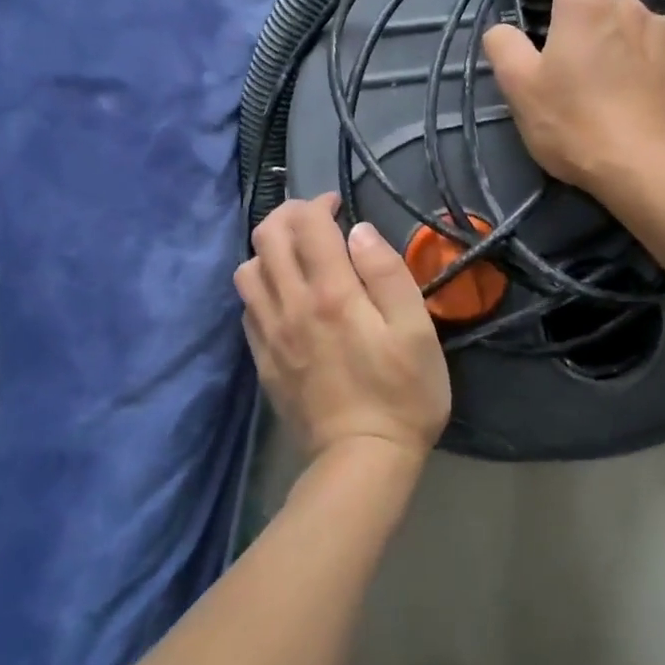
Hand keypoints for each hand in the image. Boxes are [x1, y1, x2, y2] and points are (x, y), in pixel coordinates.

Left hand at [234, 196, 450, 465]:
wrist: (361, 462)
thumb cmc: (403, 393)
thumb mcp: (417, 329)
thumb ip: (388, 273)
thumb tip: (360, 231)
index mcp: (332, 292)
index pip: (307, 224)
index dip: (320, 202)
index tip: (339, 204)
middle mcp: (291, 304)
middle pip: (266, 237)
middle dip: (288, 215)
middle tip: (315, 221)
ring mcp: (270, 334)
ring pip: (247, 269)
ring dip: (268, 250)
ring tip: (298, 257)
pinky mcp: (262, 359)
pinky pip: (247, 306)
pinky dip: (261, 286)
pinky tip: (286, 296)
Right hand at [482, 0, 664, 190]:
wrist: (644, 168)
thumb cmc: (573, 125)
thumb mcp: (520, 89)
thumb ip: (503, 46)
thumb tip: (502, 28)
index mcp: (584, 7)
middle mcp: (630, 6)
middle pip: (602, 0)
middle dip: (587, 20)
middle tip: (577, 61)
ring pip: (638, 23)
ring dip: (624, 39)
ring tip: (618, 80)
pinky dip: (658, 59)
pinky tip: (652, 89)